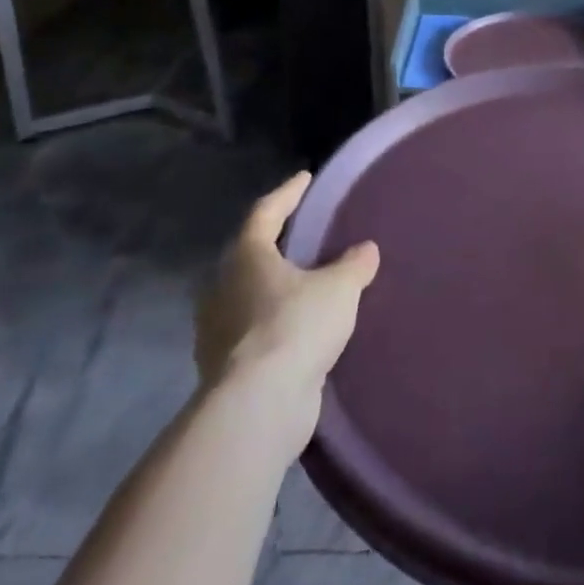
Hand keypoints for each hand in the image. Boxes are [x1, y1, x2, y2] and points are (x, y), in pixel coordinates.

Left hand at [195, 173, 378, 411]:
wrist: (259, 406)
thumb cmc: (296, 326)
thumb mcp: (338, 288)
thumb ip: (353, 265)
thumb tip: (365, 249)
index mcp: (246, 257)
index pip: (266, 212)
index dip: (288, 193)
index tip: (305, 178)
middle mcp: (223, 288)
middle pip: (251, 255)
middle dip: (277, 244)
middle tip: (306, 234)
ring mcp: (218, 330)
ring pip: (250, 295)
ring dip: (276, 288)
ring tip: (308, 284)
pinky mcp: (225, 367)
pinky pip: (254, 331)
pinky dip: (276, 323)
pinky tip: (301, 329)